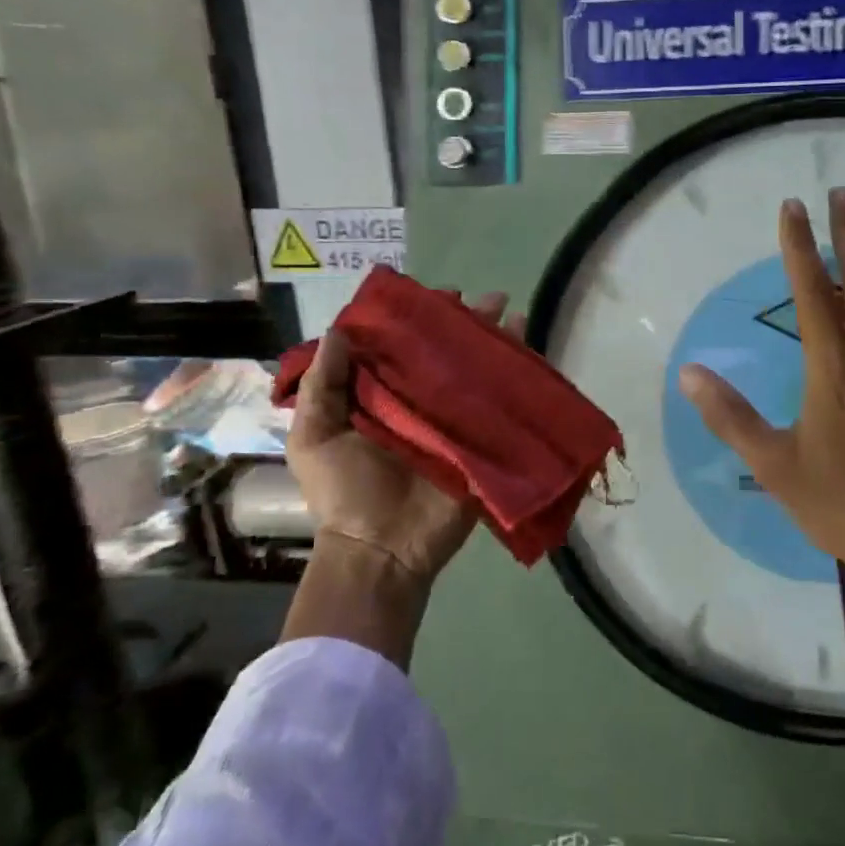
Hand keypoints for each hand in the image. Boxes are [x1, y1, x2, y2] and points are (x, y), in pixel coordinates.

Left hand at [279, 291, 520, 663]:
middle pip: (447, 354)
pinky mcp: (481, 441)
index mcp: (381, 398)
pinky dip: (517, 378)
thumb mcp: (314, 436)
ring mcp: (454, 421)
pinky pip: (501, 405)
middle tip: (488, 300)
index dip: (418, 321)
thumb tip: (338, 329)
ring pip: (477, 373)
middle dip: (467, 324)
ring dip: (496, 342)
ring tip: (512, 312)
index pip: (402, 349)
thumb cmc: (343, 491)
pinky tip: (530, 350)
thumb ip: (323, 385)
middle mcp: (420, 403)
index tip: (434, 297)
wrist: (382, 547)